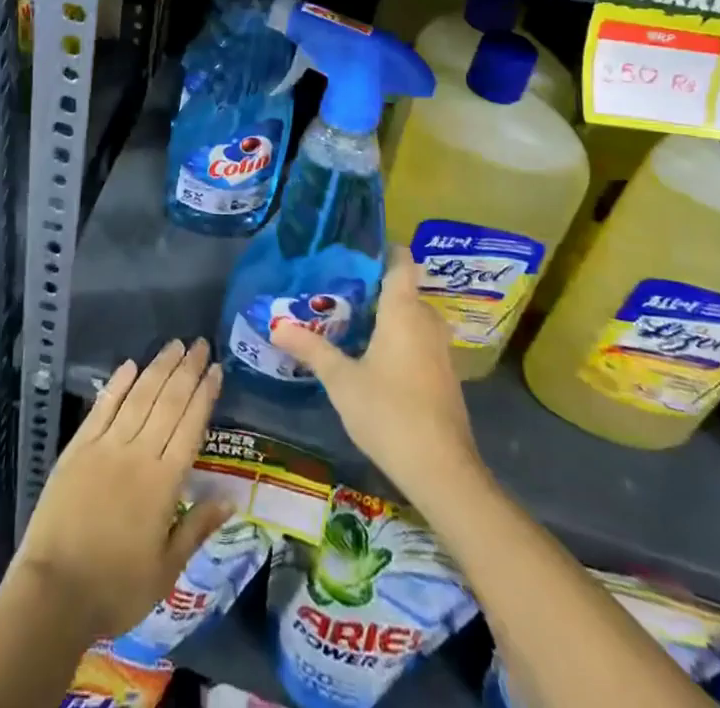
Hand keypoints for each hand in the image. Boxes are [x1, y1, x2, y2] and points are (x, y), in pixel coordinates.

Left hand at [12, 339, 233, 642]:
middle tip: (200, 344)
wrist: (53, 593)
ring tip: (175, 345)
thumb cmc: (115, 588)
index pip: (190, 426)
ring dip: (158, 368)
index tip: (217, 369)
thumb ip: (197, 528)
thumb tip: (231, 497)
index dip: (205, 395)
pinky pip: (102, 408)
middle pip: (168, 402)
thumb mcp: (166, 571)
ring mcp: (105, 446)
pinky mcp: (78, 448)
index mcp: (163, 483)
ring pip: (138, 397)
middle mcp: (138, 454)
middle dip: (187, 370)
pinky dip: (117, 384)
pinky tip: (130, 365)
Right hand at [272, 249, 481, 506]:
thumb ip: (311, 349)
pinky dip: (398, 338)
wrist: (442, 470)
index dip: (381, 249)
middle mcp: (426, 321)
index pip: (401, 261)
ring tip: (349, 319)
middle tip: (337, 289)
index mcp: (404, 310)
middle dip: (374, 287)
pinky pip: (418, 340)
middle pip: (403, 289)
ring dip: (386, 316)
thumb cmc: (389, 412)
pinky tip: (372, 355)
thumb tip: (276, 327)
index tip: (353, 249)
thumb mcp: (341, 380)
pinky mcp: (444, 375)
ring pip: (412, 317)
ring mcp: (440, 350)